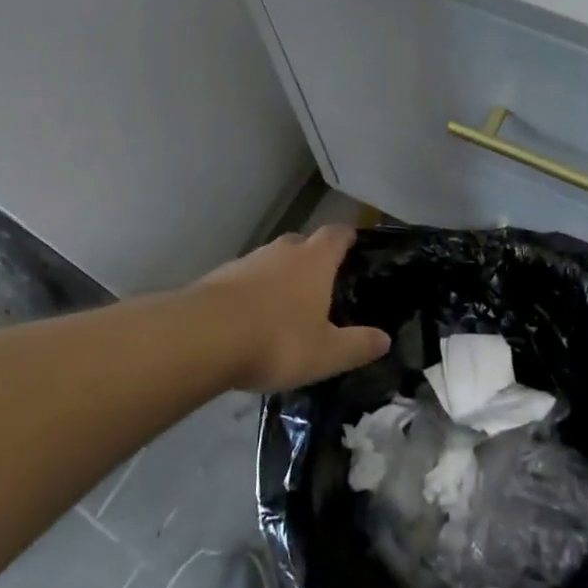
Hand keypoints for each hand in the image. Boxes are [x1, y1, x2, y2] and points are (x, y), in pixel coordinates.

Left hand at [186, 226, 390, 393]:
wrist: (202, 337)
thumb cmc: (277, 340)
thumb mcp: (326, 353)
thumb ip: (357, 345)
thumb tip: (384, 339)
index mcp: (315, 260)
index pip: (337, 234)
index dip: (347, 237)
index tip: (353, 244)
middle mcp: (283, 251)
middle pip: (303, 243)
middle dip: (313, 259)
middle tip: (321, 284)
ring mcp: (248, 261)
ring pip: (272, 261)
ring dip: (280, 277)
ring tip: (285, 308)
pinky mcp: (218, 278)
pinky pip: (245, 279)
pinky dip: (252, 293)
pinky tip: (251, 320)